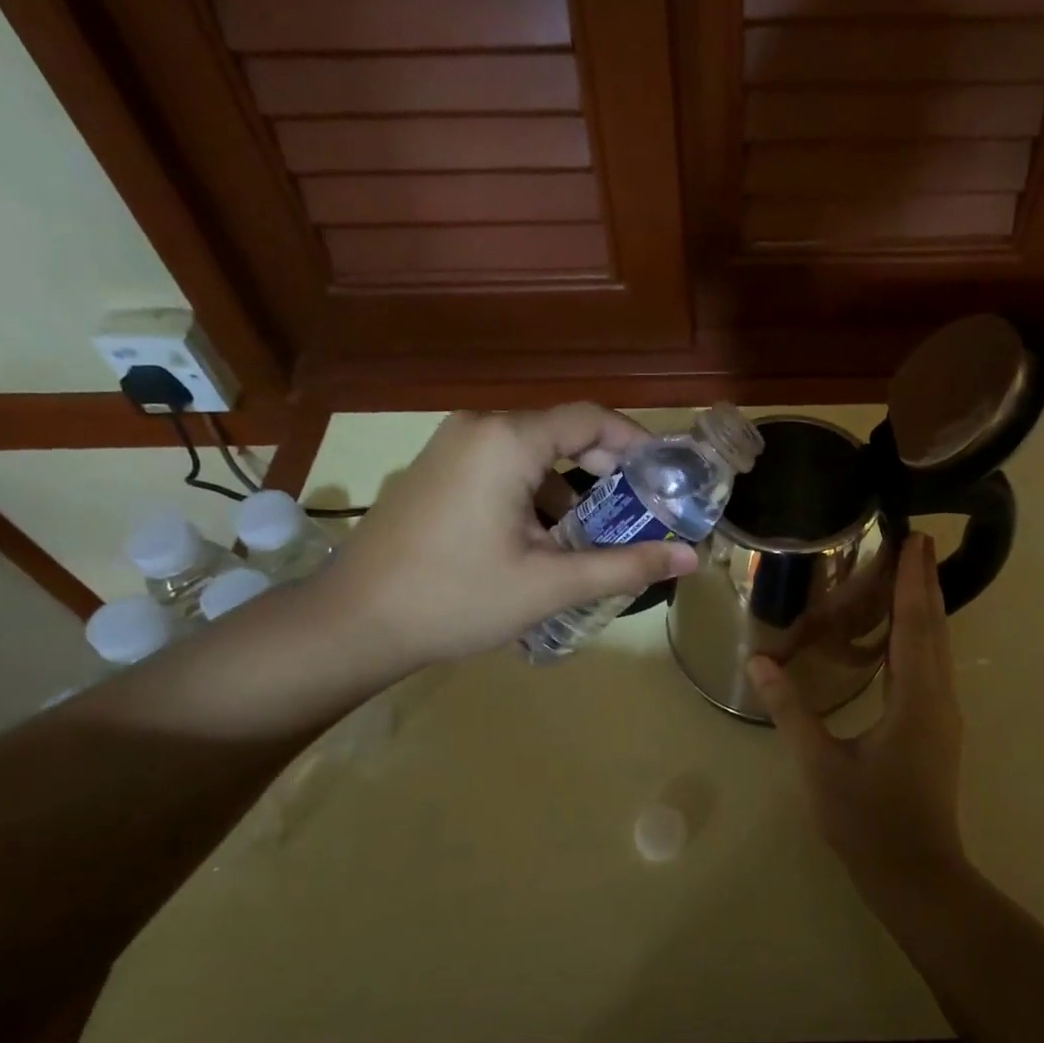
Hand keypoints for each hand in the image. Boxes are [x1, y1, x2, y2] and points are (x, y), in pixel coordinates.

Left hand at [312, 405, 697, 672]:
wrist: (353, 623)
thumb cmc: (456, 598)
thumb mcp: (550, 584)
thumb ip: (625, 565)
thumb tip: (690, 557)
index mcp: (507, 441)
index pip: (591, 419)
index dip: (637, 444)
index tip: (668, 479)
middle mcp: (478, 429)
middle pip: (562, 433)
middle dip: (606, 472)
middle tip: (640, 513)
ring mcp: (449, 448)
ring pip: (532, 456)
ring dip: (570, 490)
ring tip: (594, 539)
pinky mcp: (435, 472)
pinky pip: (502, 470)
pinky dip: (534, 496)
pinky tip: (542, 544)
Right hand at [748, 533, 967, 899]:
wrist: (916, 874)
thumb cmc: (868, 820)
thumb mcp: (820, 764)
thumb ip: (791, 710)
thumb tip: (759, 662)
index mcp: (915, 699)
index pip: (915, 625)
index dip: (913, 580)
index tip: (915, 539)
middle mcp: (938, 698)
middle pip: (934, 628)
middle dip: (925, 583)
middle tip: (916, 541)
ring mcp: (942, 715)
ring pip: (938, 648)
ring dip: (926, 607)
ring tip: (911, 573)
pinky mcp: (937, 729)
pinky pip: (932, 667)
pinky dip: (922, 636)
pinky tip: (904, 634)